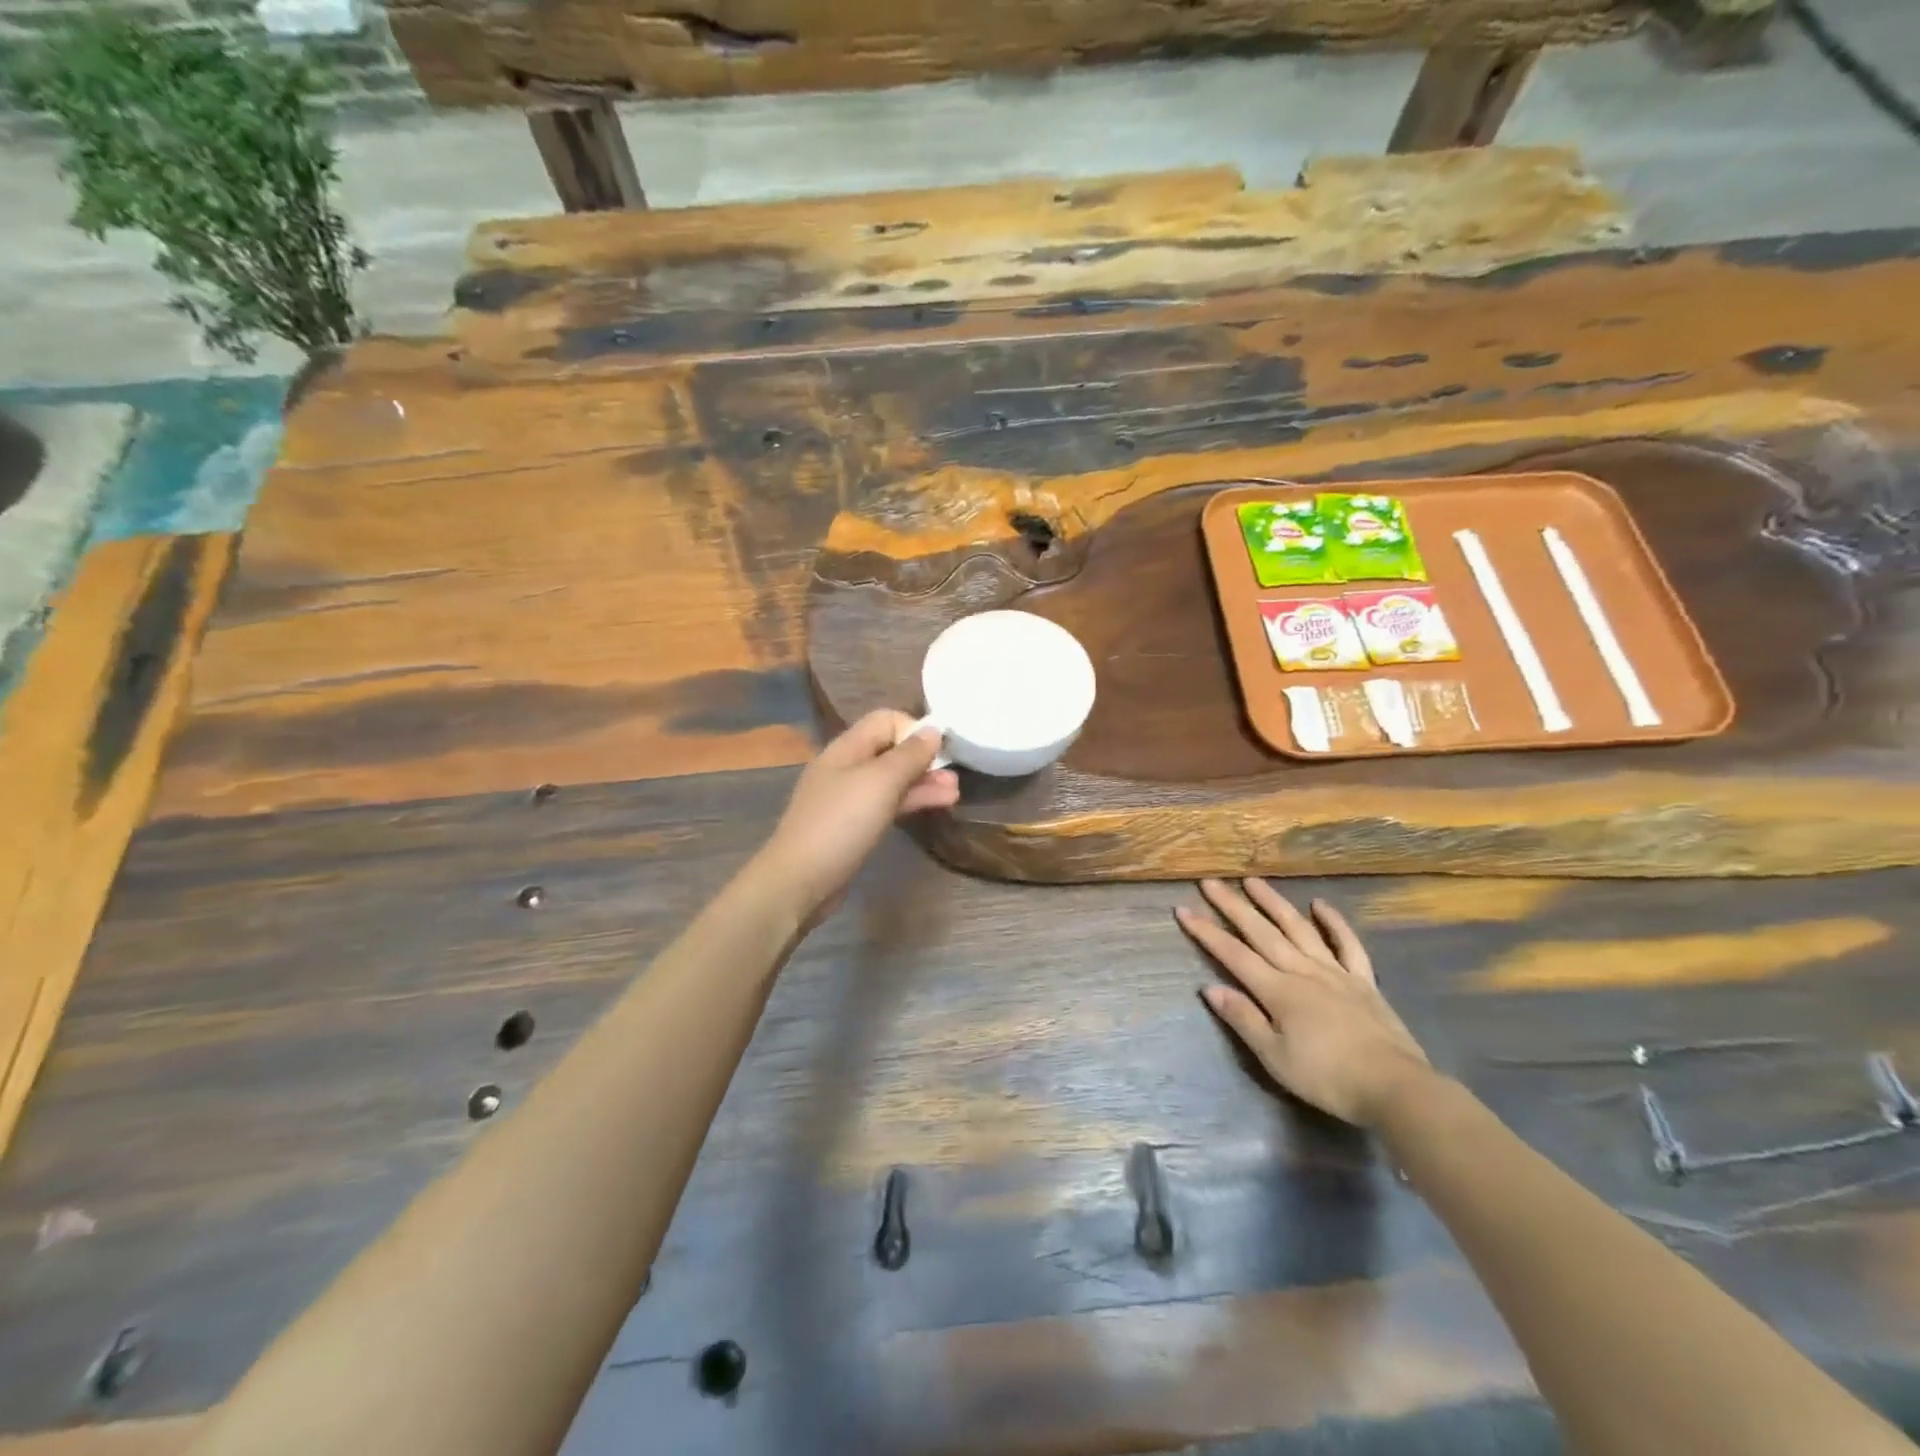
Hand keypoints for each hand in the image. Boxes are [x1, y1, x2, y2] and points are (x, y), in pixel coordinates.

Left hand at [753, 710, 959, 922]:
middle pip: (890, 751)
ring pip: (891, 781)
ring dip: (922, 783)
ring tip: (954, 794)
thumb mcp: (880, 783)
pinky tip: (933, 807)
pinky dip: (910, 803)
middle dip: (924, 760)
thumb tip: (933, 730)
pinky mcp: (851, 827)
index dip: (914, 729)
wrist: (799, 881)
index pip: (885, 720)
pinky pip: (885, 805)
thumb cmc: (841, 824)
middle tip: (955, 776)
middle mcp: (845, 768)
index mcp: (846, 748)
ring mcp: (847, 799)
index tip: (941, 750)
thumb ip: (909, 755)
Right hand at [1176, 878, 1429, 1126]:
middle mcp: (1302, 971)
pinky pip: (1347, 945)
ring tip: (1253, 881)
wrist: (1395, 1087)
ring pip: (1299, 929)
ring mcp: (1335, 972)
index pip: (1233, 955)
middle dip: (1233, 906)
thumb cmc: (1327, 1078)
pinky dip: (1334, 923)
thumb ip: (1243, 1019)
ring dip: (1274, 903)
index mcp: (1277, 991)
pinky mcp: (1363, 981)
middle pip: (1261, 933)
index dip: (1206, 932)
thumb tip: (1209, 988)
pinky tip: (1319, 905)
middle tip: (1211, 882)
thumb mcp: (1275, 1057)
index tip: (1183, 910)